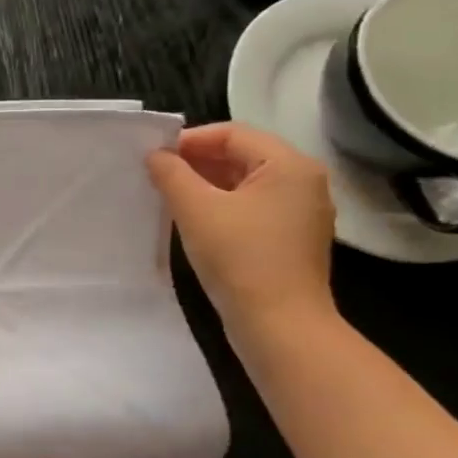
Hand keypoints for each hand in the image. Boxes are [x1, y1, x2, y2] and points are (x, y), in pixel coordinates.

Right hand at [146, 123, 337, 336]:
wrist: (279, 325)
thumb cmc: (239, 258)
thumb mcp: (195, 209)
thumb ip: (171, 174)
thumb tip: (156, 156)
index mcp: (289, 165)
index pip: (232, 133)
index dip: (189, 140)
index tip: (153, 156)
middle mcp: (303, 181)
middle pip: (242, 154)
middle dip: (196, 161)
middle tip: (156, 174)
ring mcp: (301, 211)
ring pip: (245, 181)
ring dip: (206, 182)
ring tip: (168, 195)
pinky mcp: (291, 237)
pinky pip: (252, 205)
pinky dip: (221, 203)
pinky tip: (193, 218)